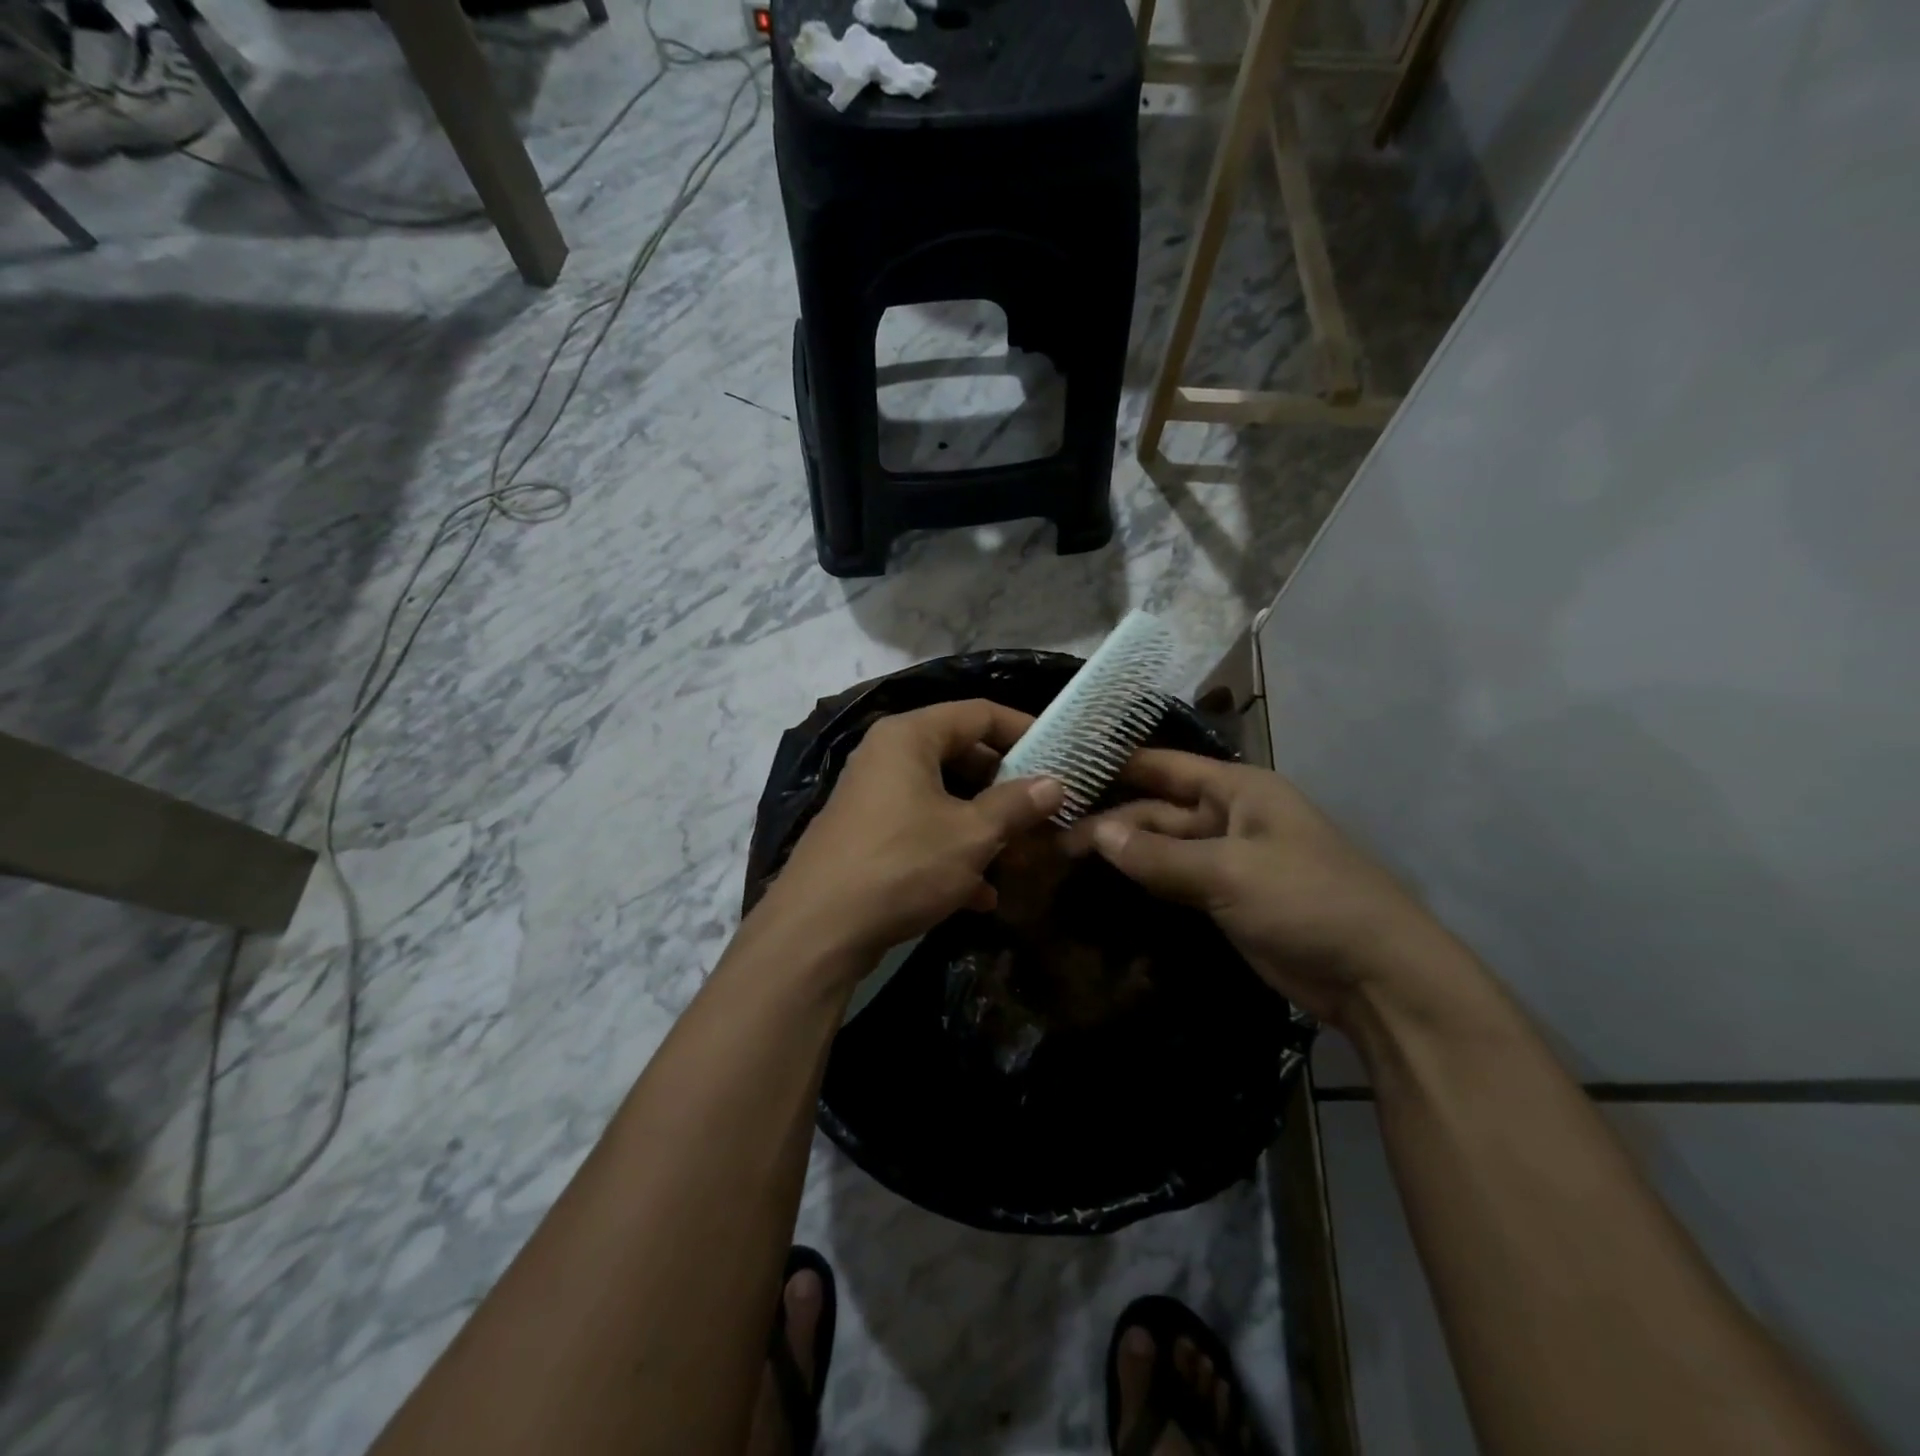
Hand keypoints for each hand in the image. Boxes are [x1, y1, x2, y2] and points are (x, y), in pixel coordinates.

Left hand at [758, 699, 1064, 969]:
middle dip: (1005, 785)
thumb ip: (1017, 805)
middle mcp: (886, 757)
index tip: (1061, 753)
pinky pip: (921, 831)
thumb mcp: (971, 834)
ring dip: (982, 825)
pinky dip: (952, 853)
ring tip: (1021, 854)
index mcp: (908, 737)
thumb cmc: (902, 865)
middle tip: (1044, 807)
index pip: (977, 713)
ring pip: (943, 798)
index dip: (1023, 728)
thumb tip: (1056, 783)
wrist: (818, 931)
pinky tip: (981, 895)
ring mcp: (873, 798)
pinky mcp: (867, 837)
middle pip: (960, 755)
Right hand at [1062, 750, 1451, 1027]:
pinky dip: (1142, 880)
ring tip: (1060, 854)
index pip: (1163, 766)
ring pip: (1161, 846)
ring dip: (1121, 850)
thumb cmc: (1308, 901)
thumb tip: (1096, 834)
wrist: (1377, 976)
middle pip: (1157, 809)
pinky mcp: (1224, 899)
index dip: (1115, 763)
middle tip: (1048, 829)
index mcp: (1238, 789)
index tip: (1063, 764)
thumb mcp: (1230, 872)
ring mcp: (1227, 859)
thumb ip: (1160, 855)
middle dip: (1109, 817)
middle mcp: (1229, 815)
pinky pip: (1173, 880)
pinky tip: (1102, 882)